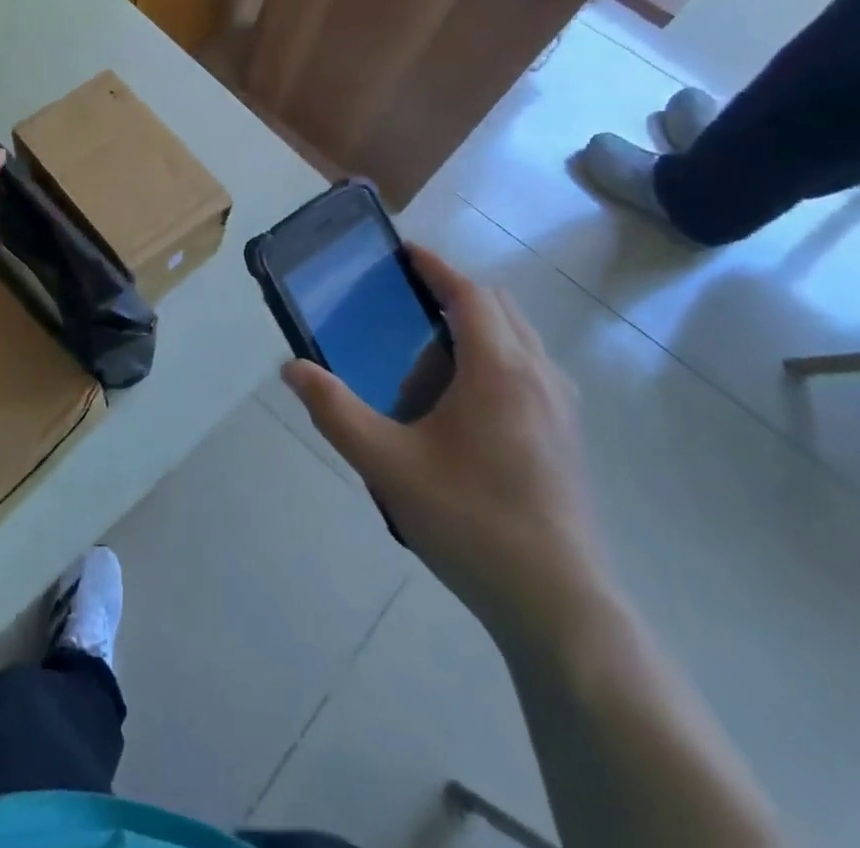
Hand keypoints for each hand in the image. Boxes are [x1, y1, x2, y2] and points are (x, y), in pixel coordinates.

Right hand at [282, 246, 609, 653]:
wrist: (559, 606)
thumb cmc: (470, 520)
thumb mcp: (386, 464)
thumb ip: (334, 411)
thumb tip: (291, 368)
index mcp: (499, 369)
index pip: (469, 294)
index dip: (435, 268)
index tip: (403, 253)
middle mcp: (539, 375)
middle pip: (498, 309)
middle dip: (452, 298)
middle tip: (404, 312)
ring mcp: (562, 408)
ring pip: (518, 341)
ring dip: (475, 333)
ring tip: (427, 369)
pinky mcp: (568, 438)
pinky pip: (530, 372)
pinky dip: (495, 363)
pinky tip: (462, 412)